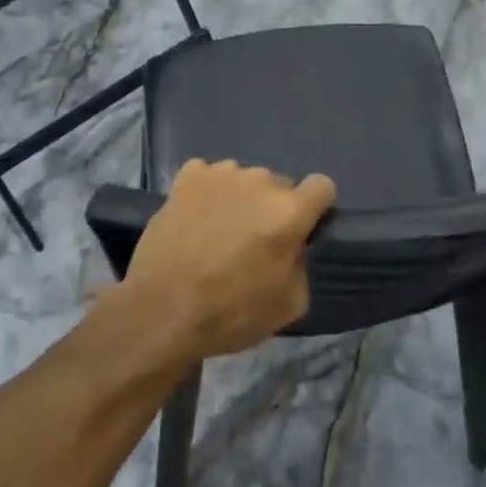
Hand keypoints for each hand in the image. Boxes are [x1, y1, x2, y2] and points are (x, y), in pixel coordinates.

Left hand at [116, 159, 336, 360]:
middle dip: (272, 209)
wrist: (163, 310)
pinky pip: (208, 176)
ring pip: (243, 180)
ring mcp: (221, 174)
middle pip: (279, 185)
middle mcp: (260, 181)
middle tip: (253, 243)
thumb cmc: (230, 312)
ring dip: (240, 199)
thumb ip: (301, 265)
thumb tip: (293, 248)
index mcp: (289, 211)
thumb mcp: (289, 305)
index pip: (322, 186)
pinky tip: (196, 217)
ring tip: (219, 232)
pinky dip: (206, 192)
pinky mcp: (188, 176)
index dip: (316, 208)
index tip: (301, 230)